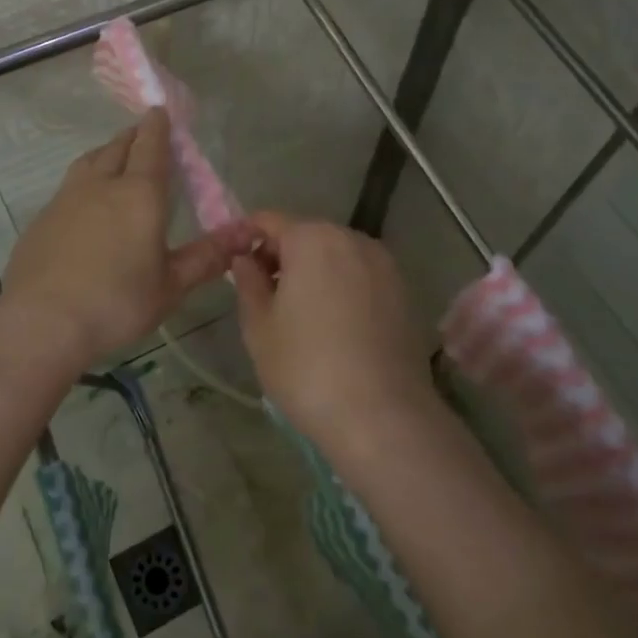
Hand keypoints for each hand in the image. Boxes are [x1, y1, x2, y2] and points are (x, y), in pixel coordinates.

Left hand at [1, 109, 253, 371]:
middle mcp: (101, 185)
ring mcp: (66, 198)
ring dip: (105, 153)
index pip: (150, 146)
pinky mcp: (42, 218)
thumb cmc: (116, 303)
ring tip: (113, 158)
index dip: (157, 126)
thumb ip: (207, 257)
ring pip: (88, 161)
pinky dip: (83, 181)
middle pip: (117, 147)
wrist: (42, 321)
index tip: (159, 111)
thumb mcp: (170, 286)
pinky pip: (68, 186)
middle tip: (142, 135)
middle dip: (132, 136)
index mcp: (139, 194)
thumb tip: (246, 234)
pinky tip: (84, 204)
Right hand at [230, 212, 434, 439]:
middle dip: (281, 255)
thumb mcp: (259, 326)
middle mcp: (352, 239)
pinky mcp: (404, 292)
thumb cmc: (306, 367)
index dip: (246, 236)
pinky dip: (342, 287)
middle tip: (263, 293)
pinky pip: (361, 276)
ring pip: (336, 255)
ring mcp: (384, 264)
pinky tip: (334, 326)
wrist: (383, 417)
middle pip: (306, 234)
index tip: (232, 262)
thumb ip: (248, 282)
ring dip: (314, 271)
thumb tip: (246, 260)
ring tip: (299, 314)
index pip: (269, 221)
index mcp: (312, 238)